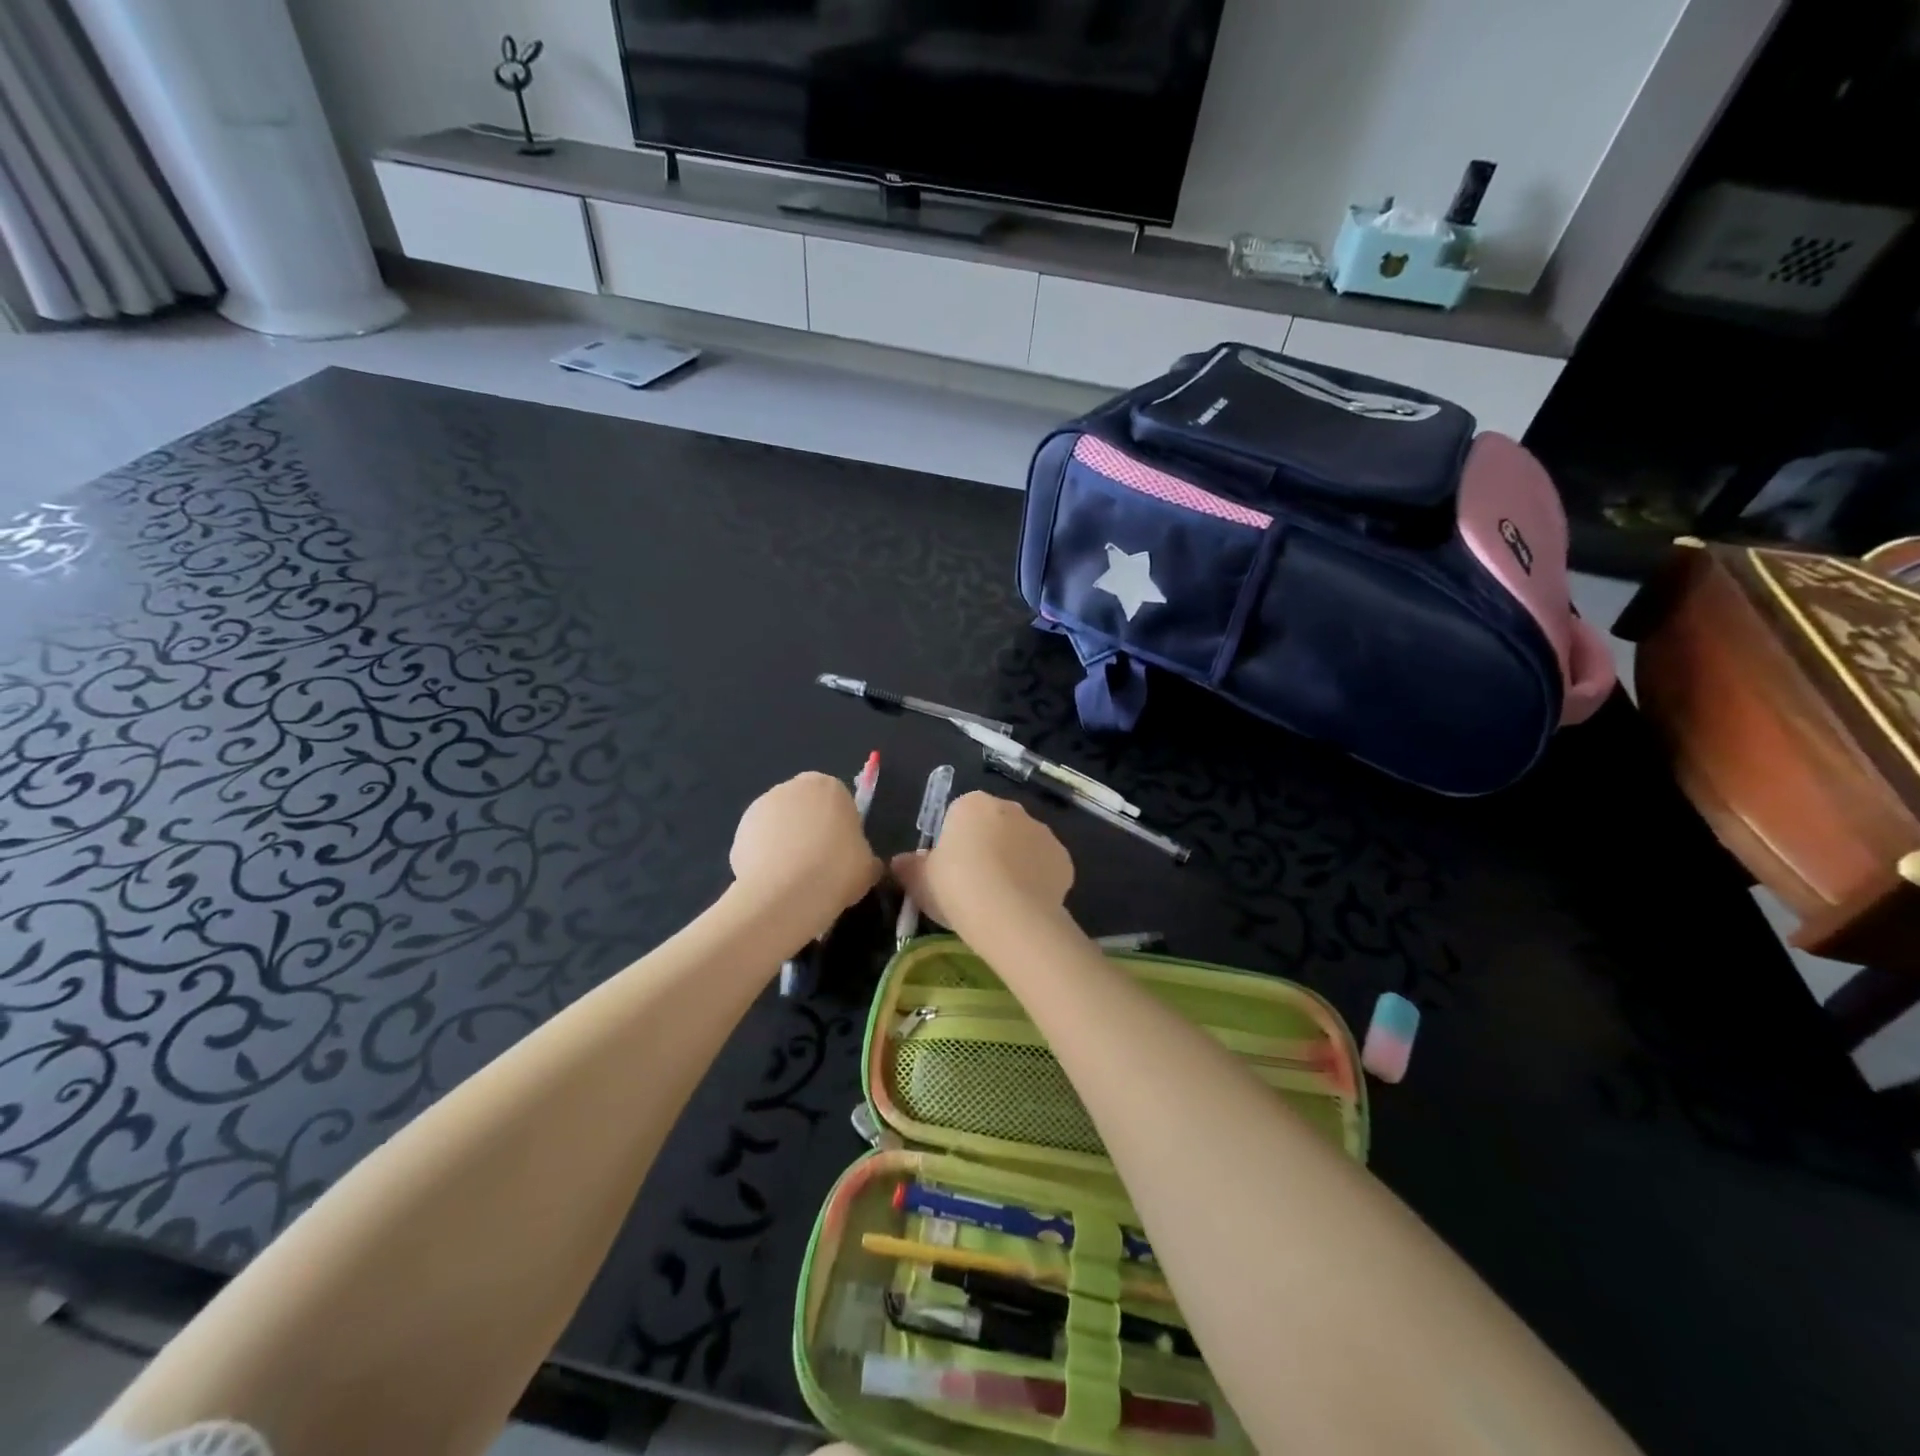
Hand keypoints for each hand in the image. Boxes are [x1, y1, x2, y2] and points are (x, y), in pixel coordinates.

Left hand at [730, 773, 880, 937]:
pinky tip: (774, 884)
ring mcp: (761, 807)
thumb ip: (865, 857)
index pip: (837, 800)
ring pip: (779, 824)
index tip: (842, 852)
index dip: (840, 826)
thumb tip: (863, 865)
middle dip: (809, 830)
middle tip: (819, 865)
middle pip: (805, 807)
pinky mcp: (739, 831)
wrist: (786, 895)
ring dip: (786, 843)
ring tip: (794, 879)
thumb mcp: (868, 866)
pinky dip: (765, 859)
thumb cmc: (837, 870)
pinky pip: (759, 843)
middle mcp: (792, 787)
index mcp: (828, 786)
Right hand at [891, 792, 1072, 935]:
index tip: (950, 872)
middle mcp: (1010, 808)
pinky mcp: (1063, 858)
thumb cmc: (957, 888)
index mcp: (972, 804)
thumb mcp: (920, 881)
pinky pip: (1044, 866)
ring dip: (1013, 863)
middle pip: (993, 826)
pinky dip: (1036, 880)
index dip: (954, 844)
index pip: (959, 816)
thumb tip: (899, 862)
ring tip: (1000, 901)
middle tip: (974, 886)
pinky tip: (1024, 905)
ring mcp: (1041, 831)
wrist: (1011, 915)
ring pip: (1021, 845)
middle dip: (987, 848)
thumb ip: (909, 866)